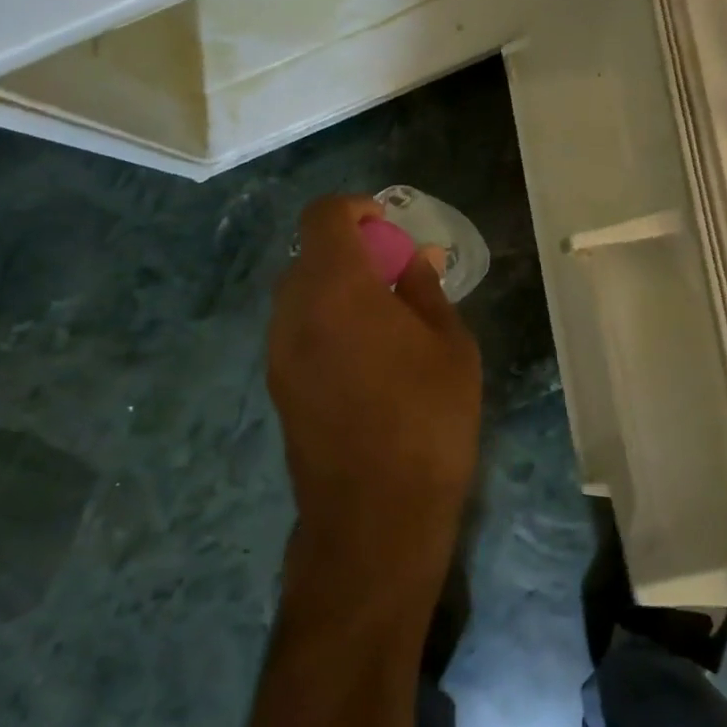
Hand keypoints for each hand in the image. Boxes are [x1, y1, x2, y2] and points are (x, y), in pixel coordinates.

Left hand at [267, 195, 482, 595]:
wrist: (374, 518)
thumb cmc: (427, 420)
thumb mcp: (449, 345)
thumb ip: (424, 290)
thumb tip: (412, 258)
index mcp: (337, 288)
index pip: (323, 216)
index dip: (354, 208)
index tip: (386, 226)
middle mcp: (294, 311)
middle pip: (310, 254)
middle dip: (350, 250)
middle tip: (393, 275)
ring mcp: (278, 351)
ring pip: (300, 293)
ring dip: (336, 287)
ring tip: (382, 319)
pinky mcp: (277, 386)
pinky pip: (296, 329)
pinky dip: (325, 320)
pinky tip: (363, 357)